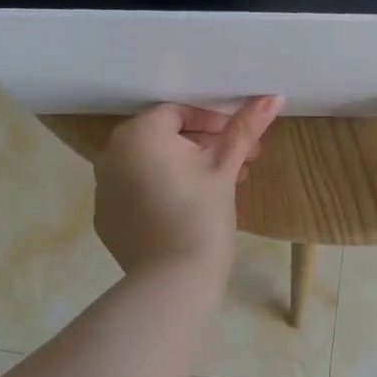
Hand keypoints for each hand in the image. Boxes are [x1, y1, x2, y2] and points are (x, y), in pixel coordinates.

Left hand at [93, 97, 282, 276]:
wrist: (173, 279)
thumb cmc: (202, 213)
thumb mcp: (225, 167)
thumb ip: (245, 128)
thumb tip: (273, 97)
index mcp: (139, 133)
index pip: (179, 113)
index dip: (214, 123)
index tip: (241, 142)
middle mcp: (112, 154)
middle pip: (164, 139)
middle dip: (204, 147)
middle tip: (240, 165)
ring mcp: (103, 188)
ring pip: (151, 166)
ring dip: (185, 170)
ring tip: (221, 190)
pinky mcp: (106, 217)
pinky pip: (137, 192)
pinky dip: (161, 192)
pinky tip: (188, 211)